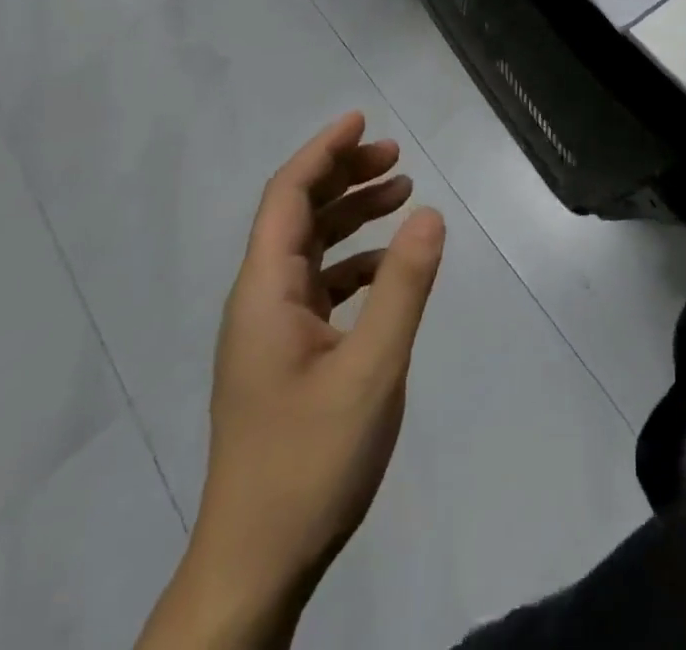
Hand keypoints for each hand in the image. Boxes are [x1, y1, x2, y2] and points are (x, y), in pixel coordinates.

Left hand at [154, 112, 444, 648]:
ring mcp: (269, 331)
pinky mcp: (284, 357)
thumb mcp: (372, 368)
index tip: (361, 119)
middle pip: (296, 214)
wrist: (255, 565)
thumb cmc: (309, 461)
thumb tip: (430, 213)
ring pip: (308, 248)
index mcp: (265, 292)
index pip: (288, 196)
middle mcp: (259, 300)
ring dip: (350, 214)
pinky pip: (318, 285)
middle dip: (343, 175)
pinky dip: (352, 260)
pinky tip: (387, 266)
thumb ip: (402, 286)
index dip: (323, 151)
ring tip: (401, 193)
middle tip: (396, 156)